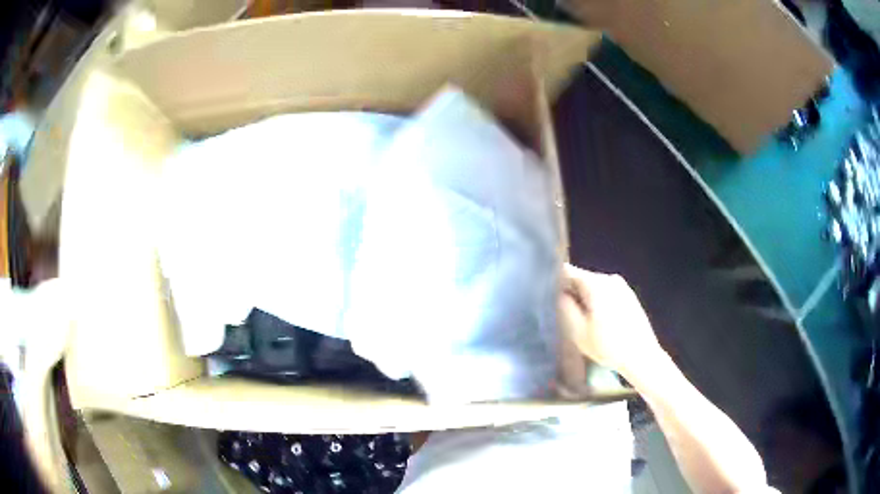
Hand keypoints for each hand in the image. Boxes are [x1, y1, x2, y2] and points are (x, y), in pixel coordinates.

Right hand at [558, 264, 663, 381]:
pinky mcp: (629, 295)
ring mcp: (622, 286)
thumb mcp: (578, 332)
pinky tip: (599, 323)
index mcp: (596, 283)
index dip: (554, 283)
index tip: (547, 298)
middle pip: (581, 279)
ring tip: (582, 322)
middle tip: (565, 316)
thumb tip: (558, 294)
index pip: (567, 271)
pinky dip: (598, 303)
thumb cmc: (608, 346)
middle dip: (571, 294)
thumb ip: (564, 307)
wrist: (642, 357)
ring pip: (594, 287)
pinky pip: (606, 293)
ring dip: (585, 300)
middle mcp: (610, 278)